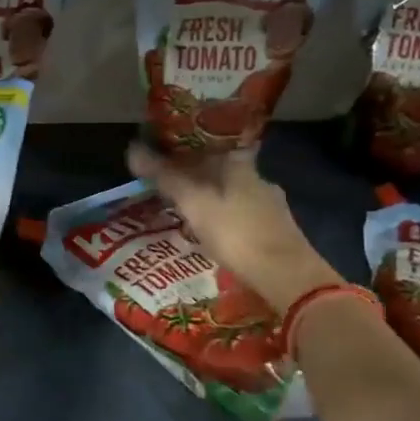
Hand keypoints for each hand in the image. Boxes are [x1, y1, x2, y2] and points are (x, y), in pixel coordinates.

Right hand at [128, 144, 340, 313]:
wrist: (287, 276)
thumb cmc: (237, 233)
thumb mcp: (194, 204)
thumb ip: (165, 178)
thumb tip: (132, 148)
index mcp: (240, 165)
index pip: (212, 144)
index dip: (189, 146)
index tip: (168, 152)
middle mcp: (259, 179)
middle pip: (223, 169)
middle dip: (197, 174)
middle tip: (170, 183)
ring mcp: (271, 206)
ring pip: (234, 193)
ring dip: (212, 198)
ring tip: (186, 209)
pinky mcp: (277, 231)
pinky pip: (243, 215)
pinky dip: (226, 218)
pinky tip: (214, 231)